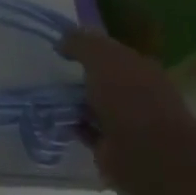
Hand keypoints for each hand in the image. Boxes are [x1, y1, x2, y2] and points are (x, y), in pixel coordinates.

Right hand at [59, 30, 195, 194]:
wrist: (148, 154)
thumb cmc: (129, 97)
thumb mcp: (102, 57)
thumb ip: (82, 43)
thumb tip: (62, 40)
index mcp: (142, 69)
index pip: (113, 53)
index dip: (89, 48)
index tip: (61, 46)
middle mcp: (138, 94)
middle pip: (104, 80)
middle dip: (81, 76)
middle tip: (51, 71)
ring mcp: (128, 123)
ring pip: (94, 105)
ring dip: (75, 102)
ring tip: (46, 95)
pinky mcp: (114, 148)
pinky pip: (88, 130)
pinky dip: (73, 125)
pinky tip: (55, 118)